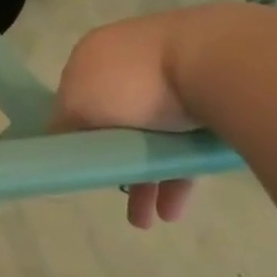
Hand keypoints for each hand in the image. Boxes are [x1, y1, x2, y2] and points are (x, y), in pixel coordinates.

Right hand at [52, 11, 209, 228]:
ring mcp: (172, 80)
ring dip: (147, 181)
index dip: (73, 134)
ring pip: (151, 139)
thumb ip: (62, 127)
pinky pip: (184, 144)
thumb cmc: (133, 83)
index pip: (74, 98)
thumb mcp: (78, 105)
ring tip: (148, 220)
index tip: (79, 166)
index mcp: (93, 56)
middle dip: (114, 166)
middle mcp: (129, 63)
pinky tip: (173, 208)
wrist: (218, 64)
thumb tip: (59, 144)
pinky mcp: (209, 100)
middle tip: (115, 196)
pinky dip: (176, 176)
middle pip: (113, 123)